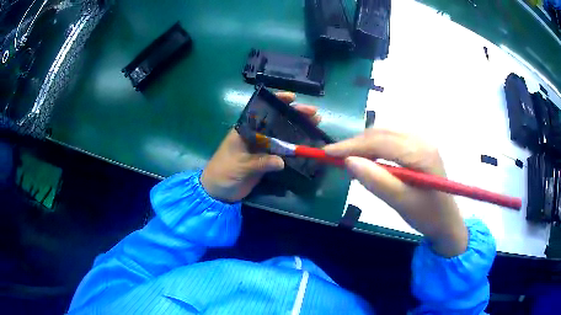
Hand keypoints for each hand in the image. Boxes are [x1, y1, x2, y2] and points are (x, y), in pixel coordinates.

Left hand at [201, 92, 320, 202]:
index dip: (277, 102)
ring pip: (282, 135)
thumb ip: (260, 162)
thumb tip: (282, 161)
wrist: (218, 192)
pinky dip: (293, 149)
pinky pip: (282, 151)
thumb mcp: (240, 166)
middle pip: (277, 121)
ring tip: (316, 125)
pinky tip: (306, 145)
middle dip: (294, 115)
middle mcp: (255, 135)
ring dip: (297, 130)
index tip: (293, 97)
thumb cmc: (223, 173)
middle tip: (314, 114)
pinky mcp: (265, 159)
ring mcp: (261, 147)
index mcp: (244, 129)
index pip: (262, 110)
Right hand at [324, 129, 467, 256]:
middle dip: (356, 144)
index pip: (379, 142)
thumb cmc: (427, 216)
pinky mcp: (419, 147)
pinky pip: (392, 140)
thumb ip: (377, 181)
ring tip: (349, 160)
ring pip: (385, 134)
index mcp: (420, 152)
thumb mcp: (401, 203)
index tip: (327, 153)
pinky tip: (369, 160)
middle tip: (335, 158)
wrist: (448, 222)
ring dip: (365, 145)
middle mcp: (421, 139)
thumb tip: (348, 162)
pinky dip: (376, 147)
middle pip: (381, 133)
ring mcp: (421, 141)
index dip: (351, 146)